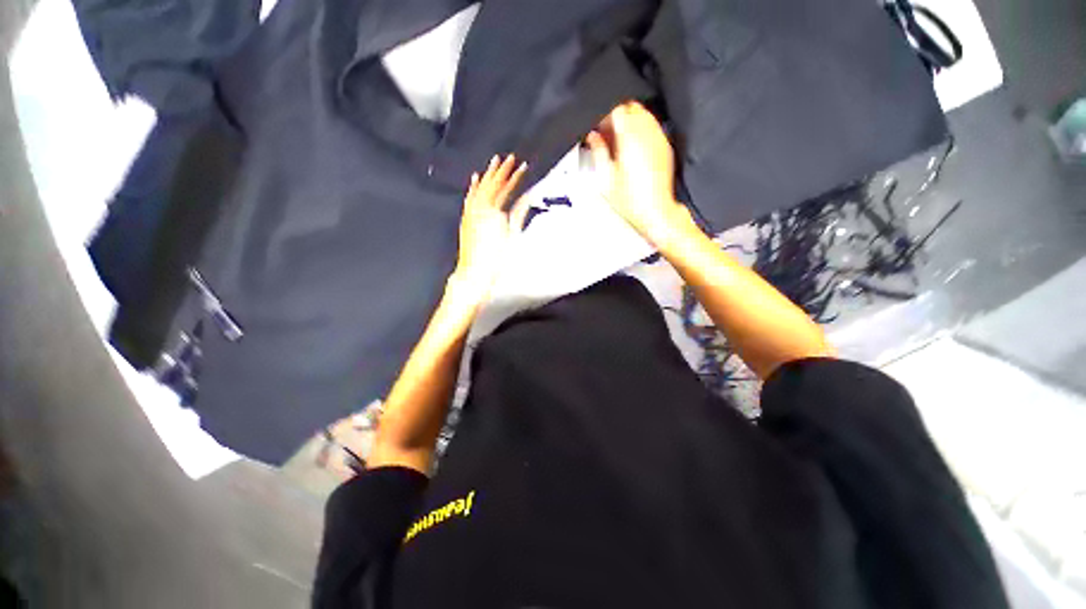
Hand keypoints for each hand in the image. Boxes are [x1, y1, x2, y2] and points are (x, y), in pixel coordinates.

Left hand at [450, 154, 528, 305]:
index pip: (506, 188)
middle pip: (491, 183)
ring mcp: (470, 212)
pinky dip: (473, 187)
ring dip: (487, 174)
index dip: (515, 176)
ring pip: (479, 188)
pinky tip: (475, 180)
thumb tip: (527, 196)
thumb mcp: (512, 234)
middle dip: (501, 170)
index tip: (523, 166)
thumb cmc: (496, 257)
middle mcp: (479, 207)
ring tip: (494, 162)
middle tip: (509, 157)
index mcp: (493, 210)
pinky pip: (469, 197)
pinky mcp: (466, 218)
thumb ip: (519, 212)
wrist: (475, 271)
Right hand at [585, 102, 692, 246]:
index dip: (603, 115)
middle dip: (616, 116)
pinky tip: (632, 148)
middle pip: (631, 107)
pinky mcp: (665, 147)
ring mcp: (659, 138)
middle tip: (605, 134)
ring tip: (618, 142)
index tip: (597, 128)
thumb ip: (598, 151)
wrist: (655, 212)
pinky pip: (652, 127)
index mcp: (630, 138)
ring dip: (629, 122)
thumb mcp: (605, 178)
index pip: (616, 109)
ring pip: (643, 114)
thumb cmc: (630, 200)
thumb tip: (593, 136)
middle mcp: (647, 133)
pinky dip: (640, 130)